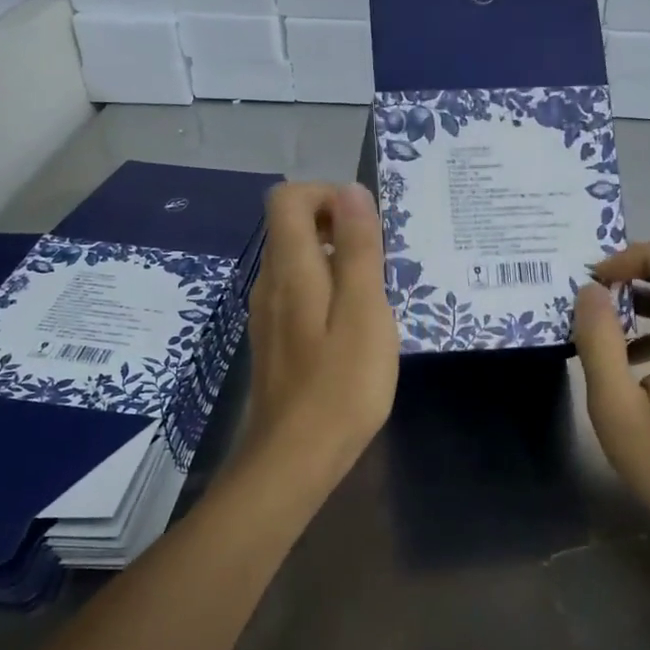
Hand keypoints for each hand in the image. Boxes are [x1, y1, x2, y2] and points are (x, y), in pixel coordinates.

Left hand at [240, 182, 398, 487]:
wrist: (295, 458)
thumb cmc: (341, 385)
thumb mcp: (365, 311)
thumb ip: (358, 248)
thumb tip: (352, 191)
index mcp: (290, 268)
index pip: (288, 198)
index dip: (328, 195)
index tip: (367, 224)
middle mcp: (269, 282)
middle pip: (291, 226)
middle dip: (337, 226)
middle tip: (381, 260)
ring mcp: (268, 314)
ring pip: (297, 261)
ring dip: (336, 260)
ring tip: (376, 293)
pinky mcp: (275, 340)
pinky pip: (299, 293)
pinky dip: (328, 290)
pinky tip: (356, 327)